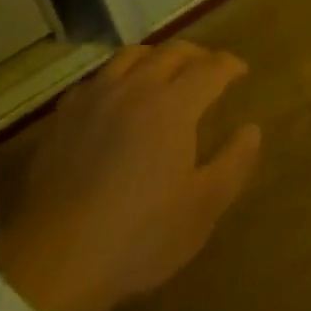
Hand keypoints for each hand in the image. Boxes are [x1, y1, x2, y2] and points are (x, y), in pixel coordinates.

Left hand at [0, 42, 261, 310]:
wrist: (58, 258)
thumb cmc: (140, 236)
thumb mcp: (202, 209)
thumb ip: (233, 163)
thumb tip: (252, 129)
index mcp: (172, 105)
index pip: (209, 69)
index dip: (229, 65)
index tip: (241, 71)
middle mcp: (135, 87)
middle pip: (171, 52)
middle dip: (196, 54)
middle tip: (209, 67)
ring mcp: (95, 97)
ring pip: (131, 56)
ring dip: (156, 56)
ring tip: (165, 70)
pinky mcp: (66, 115)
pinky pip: (98, 78)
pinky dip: (118, 76)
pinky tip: (117, 95)